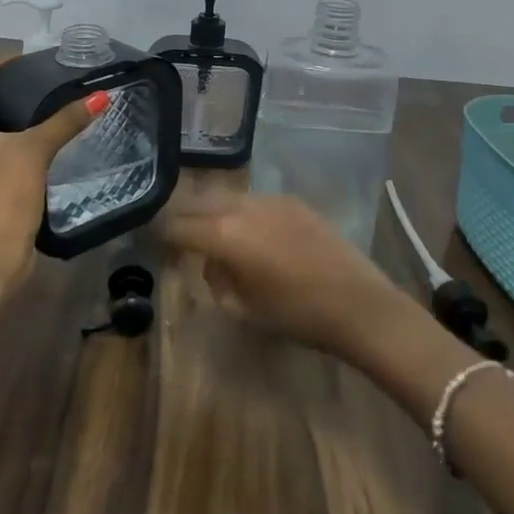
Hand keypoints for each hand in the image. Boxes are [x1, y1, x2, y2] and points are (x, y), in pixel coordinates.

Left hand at [0, 60, 103, 332]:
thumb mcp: (33, 152)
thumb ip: (65, 121)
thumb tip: (103, 95)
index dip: (1, 68)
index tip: (31, 58)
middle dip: (6, 92)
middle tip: (43, 79)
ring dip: (8, 119)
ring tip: (44, 104)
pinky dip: (6, 143)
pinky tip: (36, 140)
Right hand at [161, 191, 410, 357]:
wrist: (358, 304)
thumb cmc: (296, 315)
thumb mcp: (243, 308)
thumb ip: (217, 280)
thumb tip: (211, 263)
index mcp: (223, 234)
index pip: (176, 226)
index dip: (161, 236)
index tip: (155, 246)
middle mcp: (241, 206)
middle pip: (197, 203)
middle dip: (184, 219)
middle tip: (180, 240)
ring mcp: (270, 199)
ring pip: (226, 197)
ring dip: (214, 213)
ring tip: (216, 238)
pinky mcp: (293, 201)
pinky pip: (254, 201)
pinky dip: (243, 213)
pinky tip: (253, 235)